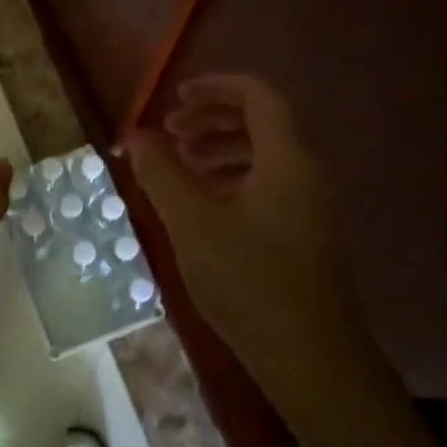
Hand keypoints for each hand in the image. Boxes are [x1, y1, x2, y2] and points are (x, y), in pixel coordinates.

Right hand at [126, 74, 348, 371]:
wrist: (311, 359)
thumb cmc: (249, 281)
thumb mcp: (192, 223)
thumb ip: (161, 173)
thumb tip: (135, 135)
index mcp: (286, 159)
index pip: (258, 96)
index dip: (215, 87)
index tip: (174, 99)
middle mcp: (306, 172)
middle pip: (261, 122)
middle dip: (211, 119)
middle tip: (168, 133)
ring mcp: (310, 205)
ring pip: (264, 155)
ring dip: (220, 149)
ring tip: (179, 166)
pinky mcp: (306, 233)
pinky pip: (269, 184)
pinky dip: (233, 178)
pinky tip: (203, 205)